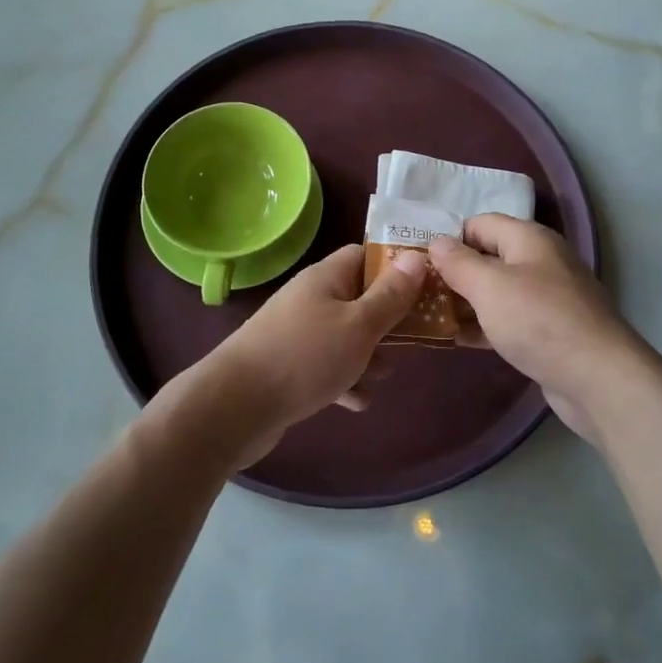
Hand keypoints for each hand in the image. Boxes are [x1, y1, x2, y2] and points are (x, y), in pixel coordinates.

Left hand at [188, 243, 426, 467]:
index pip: (364, 256)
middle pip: (357, 297)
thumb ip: (391, 296)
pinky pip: (325, 364)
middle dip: (387, 317)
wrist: (236, 406)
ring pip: (343, 334)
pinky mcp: (287, 366)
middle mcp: (310, 298)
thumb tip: (416, 256)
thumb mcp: (359, 325)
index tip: (425, 286)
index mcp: (326, 277)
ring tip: (388, 373)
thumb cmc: (305, 357)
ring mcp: (296, 332)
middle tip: (417, 336)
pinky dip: (344, 378)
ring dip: (367, 352)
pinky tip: (359, 401)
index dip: (395, 267)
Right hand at [429, 215, 661, 447]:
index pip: (479, 223)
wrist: (599, 379)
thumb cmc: (538, 321)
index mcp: (529, 238)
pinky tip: (458, 340)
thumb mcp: (489, 286)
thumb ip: (458, 262)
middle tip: (418, 290)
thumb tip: (437, 241)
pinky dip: (485, 325)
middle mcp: (541, 261)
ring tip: (429, 315)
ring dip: (466, 301)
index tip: (418, 260)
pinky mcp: (550, 331)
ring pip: (497, 291)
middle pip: (488, 256)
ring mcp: (548, 298)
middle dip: (454, 272)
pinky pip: (509, 319)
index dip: (449, 238)